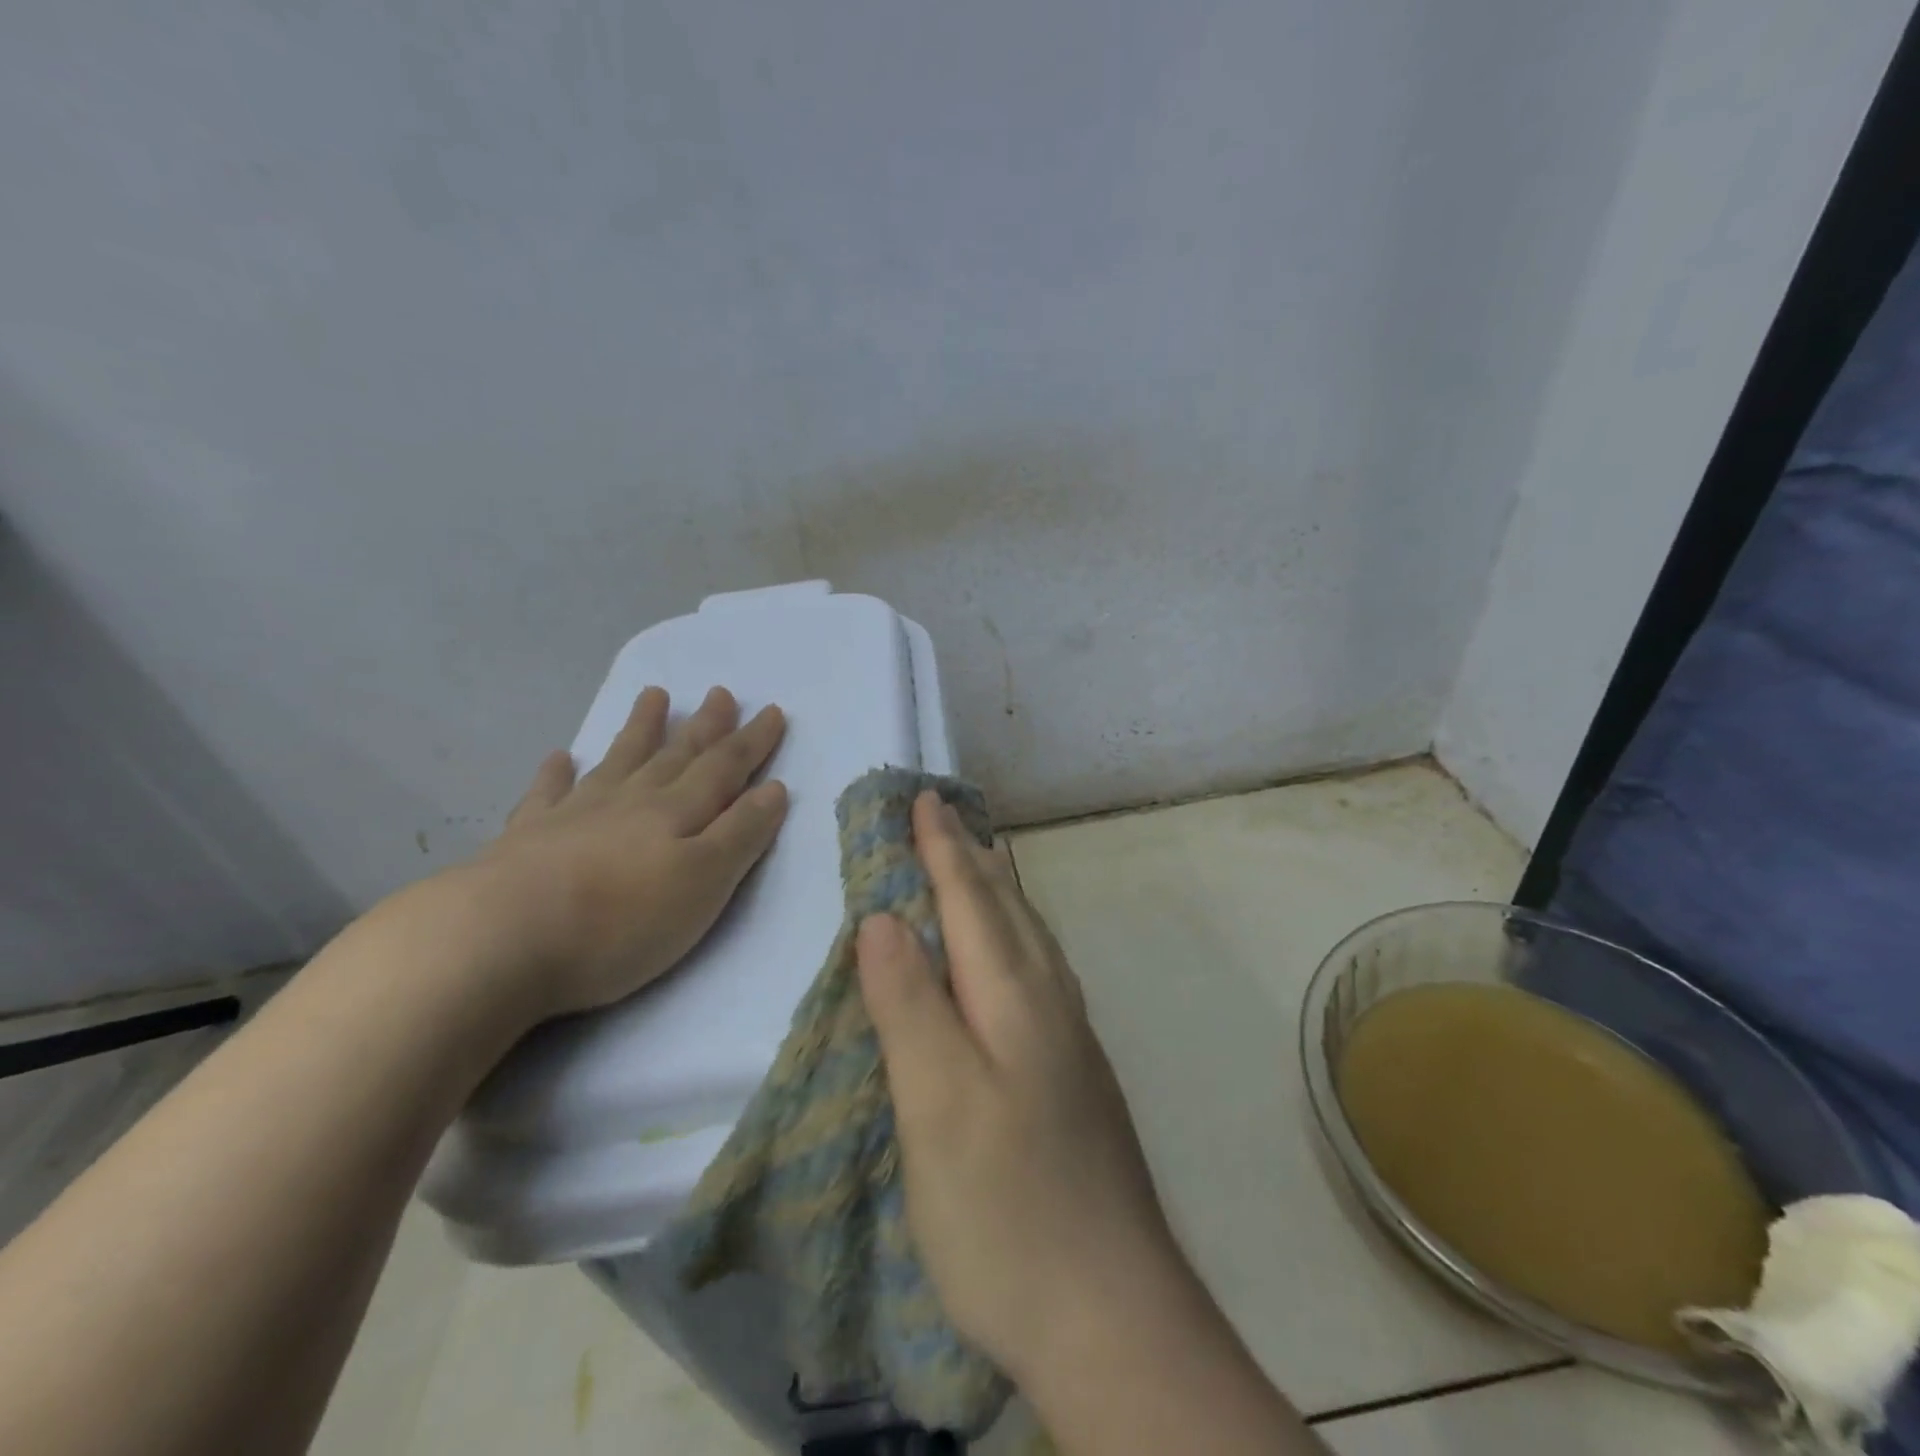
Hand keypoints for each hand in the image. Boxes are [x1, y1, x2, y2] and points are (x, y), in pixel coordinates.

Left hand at [470, 685, 787, 1020]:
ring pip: (619, 762)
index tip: (773, 710)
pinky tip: (559, 757)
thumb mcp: (704, 882)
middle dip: (705, 727)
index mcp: (677, 813)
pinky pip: (547, 794)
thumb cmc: (620, 920)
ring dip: (641, 730)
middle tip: (720, 693)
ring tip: (654, 696)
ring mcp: (575, 815)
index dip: (752, 742)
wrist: (499, 939)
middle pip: (676, 756)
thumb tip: (773, 788)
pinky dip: (556, 773)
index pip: (725, 768)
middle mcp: (631, 802)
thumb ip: (741, 834)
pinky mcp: (527, 839)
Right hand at [856, 792, 1180, 1382]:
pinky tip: (1013, 953)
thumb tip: (884, 917)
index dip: (942, 846)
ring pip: (1031, 936)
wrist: (1112, 1313)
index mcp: (1014, 995)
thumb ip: (910, 1003)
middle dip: (972, 854)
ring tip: (982, 860)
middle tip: (948, 814)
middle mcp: (1049, 1001)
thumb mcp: (936, 1103)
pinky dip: (1016, 934)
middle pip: (1008, 906)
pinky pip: (1040, 969)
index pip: (970, 898)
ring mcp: (1070, 1038)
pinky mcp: (1075, 1073)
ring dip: (1001, 890)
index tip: (923, 798)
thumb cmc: (1006, 1206)